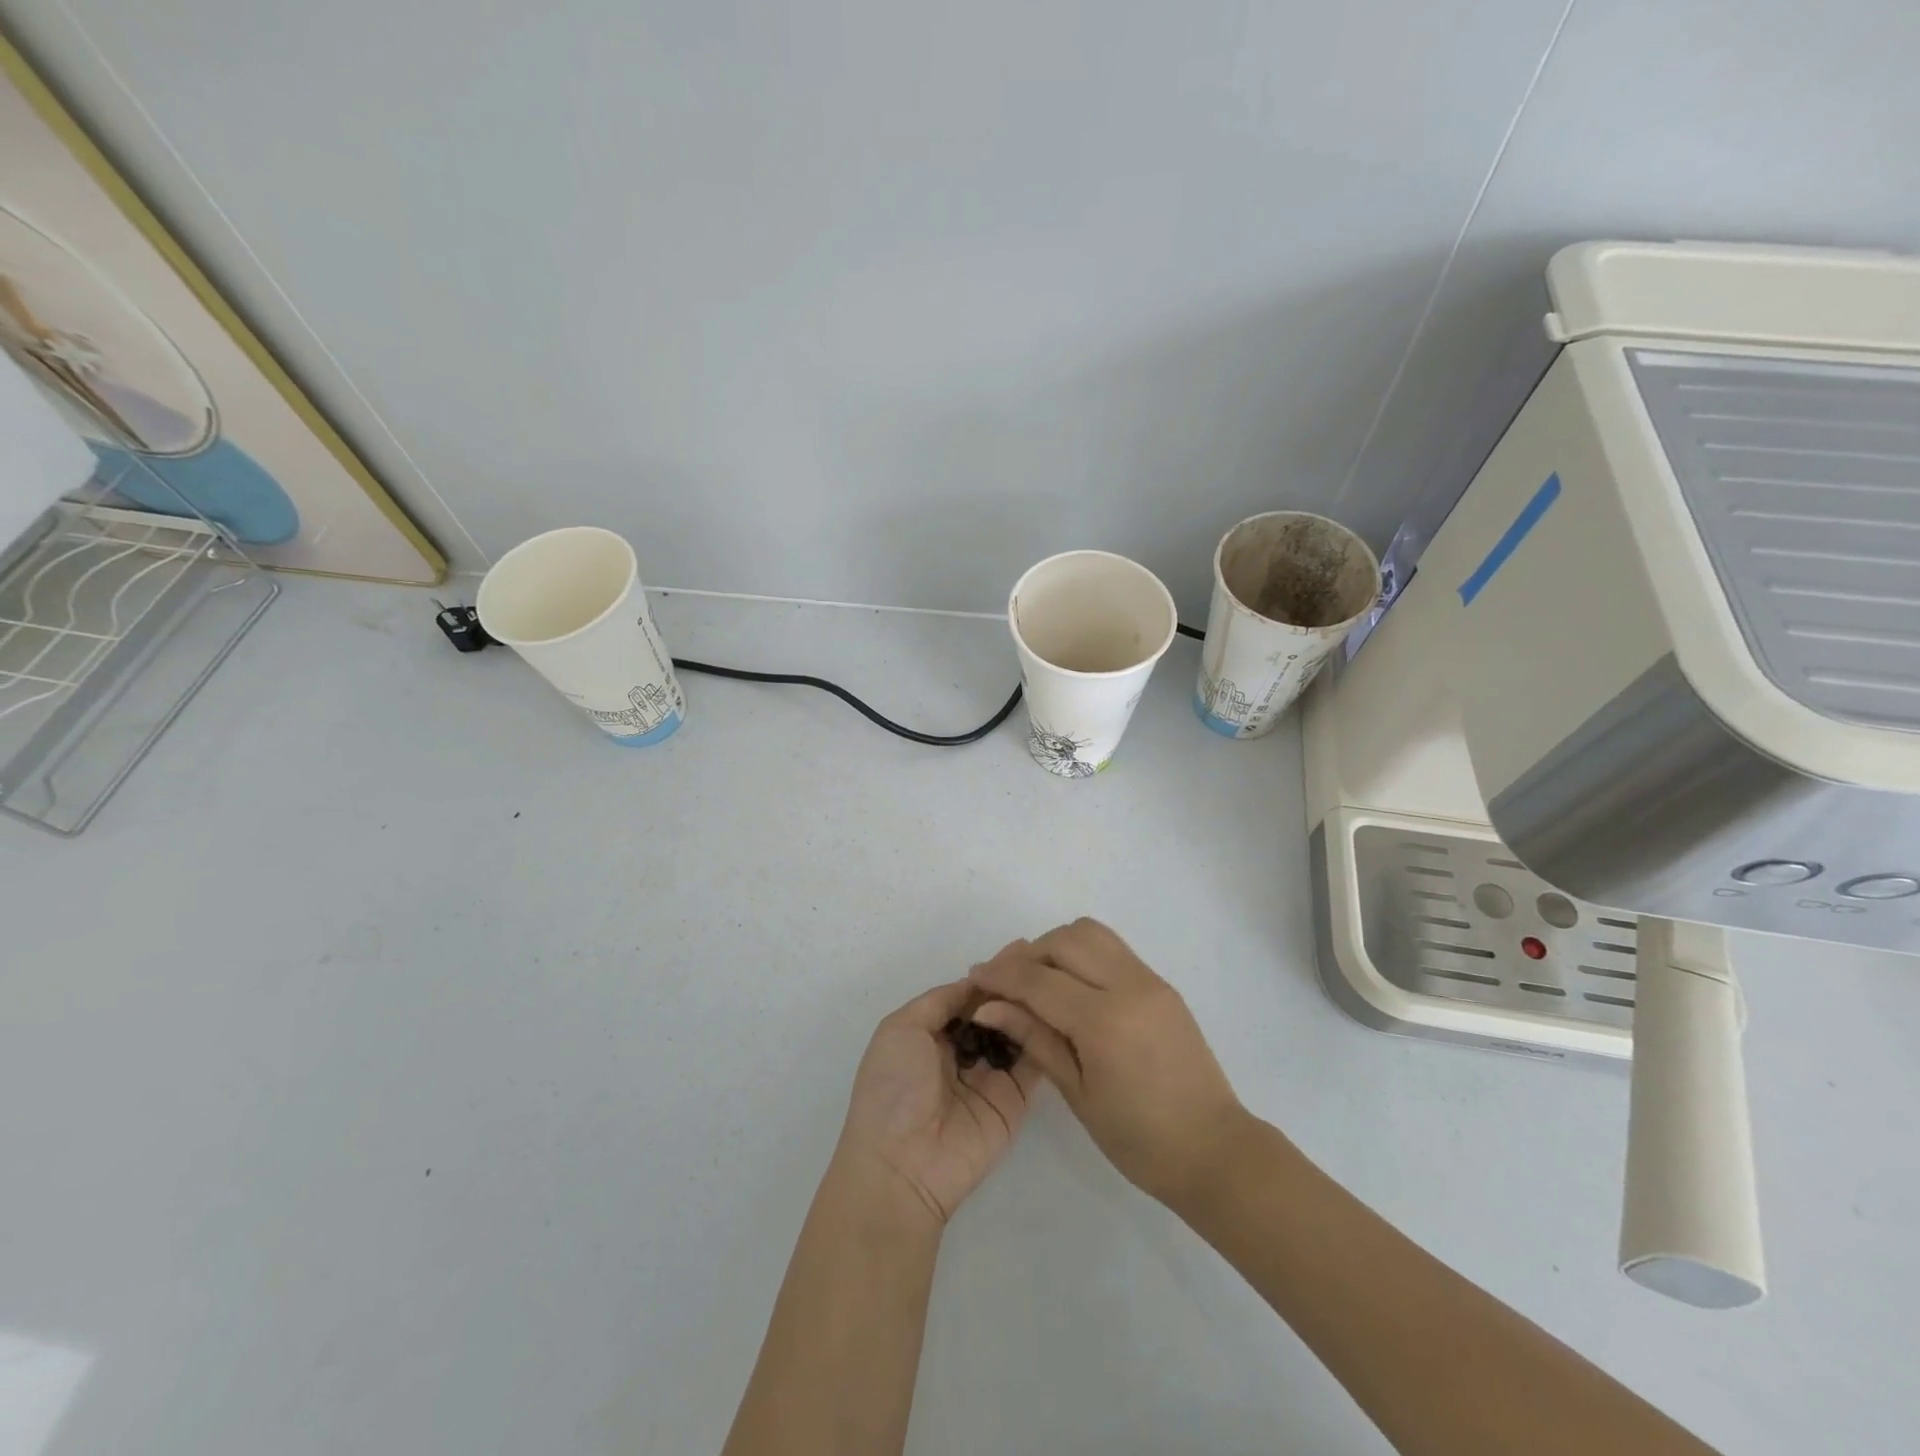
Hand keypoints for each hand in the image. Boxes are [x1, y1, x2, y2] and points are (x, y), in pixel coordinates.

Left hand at [833, 977, 1042, 1229]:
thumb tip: (974, 979)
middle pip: (994, 1011)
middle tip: (1045, 958)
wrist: (902, 1165)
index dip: (988, 975)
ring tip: (1056, 978)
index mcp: (930, 1034)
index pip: (967, 996)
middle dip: (1014, 986)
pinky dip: (1044, 1038)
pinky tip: (1061, 1011)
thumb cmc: (893, 1088)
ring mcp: (990, 1076)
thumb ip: (940, 1001)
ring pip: (1016, 1032)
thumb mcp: (901, 1029)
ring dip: (1031, 1007)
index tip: (1019, 949)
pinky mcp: (1013, 1101)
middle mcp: (961, 1052)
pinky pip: (1032, 1063)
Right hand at [970, 919, 1246, 1206]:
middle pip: (1064, 940)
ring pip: (1091, 933)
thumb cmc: (1139, 1139)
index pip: (1040, 980)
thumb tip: (989, 1005)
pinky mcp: (1161, 984)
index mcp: (1105, 1021)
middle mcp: (1129, 986)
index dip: (1001, 975)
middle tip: (1007, 983)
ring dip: (1057, 946)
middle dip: (1028, 955)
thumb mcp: (1077, 1093)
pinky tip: (1072, 987)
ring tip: (1040, 981)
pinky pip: (1113, 949)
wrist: (1214, 1150)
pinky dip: (1083, 954)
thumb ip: (1034, 1038)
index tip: (974, 977)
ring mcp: (1150, 980)